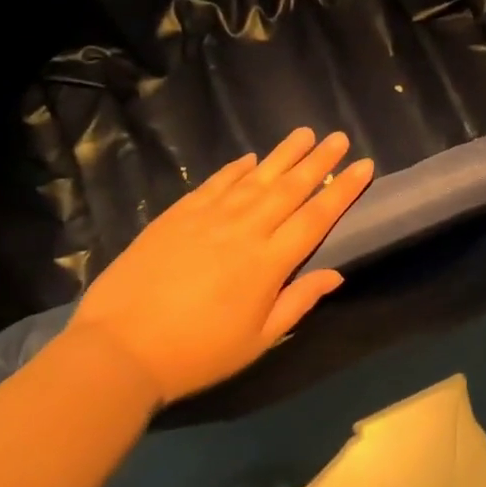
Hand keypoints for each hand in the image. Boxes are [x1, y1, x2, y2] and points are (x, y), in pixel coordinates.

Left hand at [68, 129, 373, 404]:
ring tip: (304, 132)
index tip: (365, 165)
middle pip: (290, 188)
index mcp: (269, 262)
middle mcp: (245, 229)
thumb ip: (297, 303)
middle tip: (339, 137)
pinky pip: (215, 183)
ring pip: (255, 177)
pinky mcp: (178, 214)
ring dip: (283, 154)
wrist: (120, 348)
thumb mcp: (257, 341)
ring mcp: (209, 217)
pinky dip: (235, 168)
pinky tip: (249, 158)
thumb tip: (336, 275)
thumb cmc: (197, 353)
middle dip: (319, 161)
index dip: (343, 190)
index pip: (316, 217)